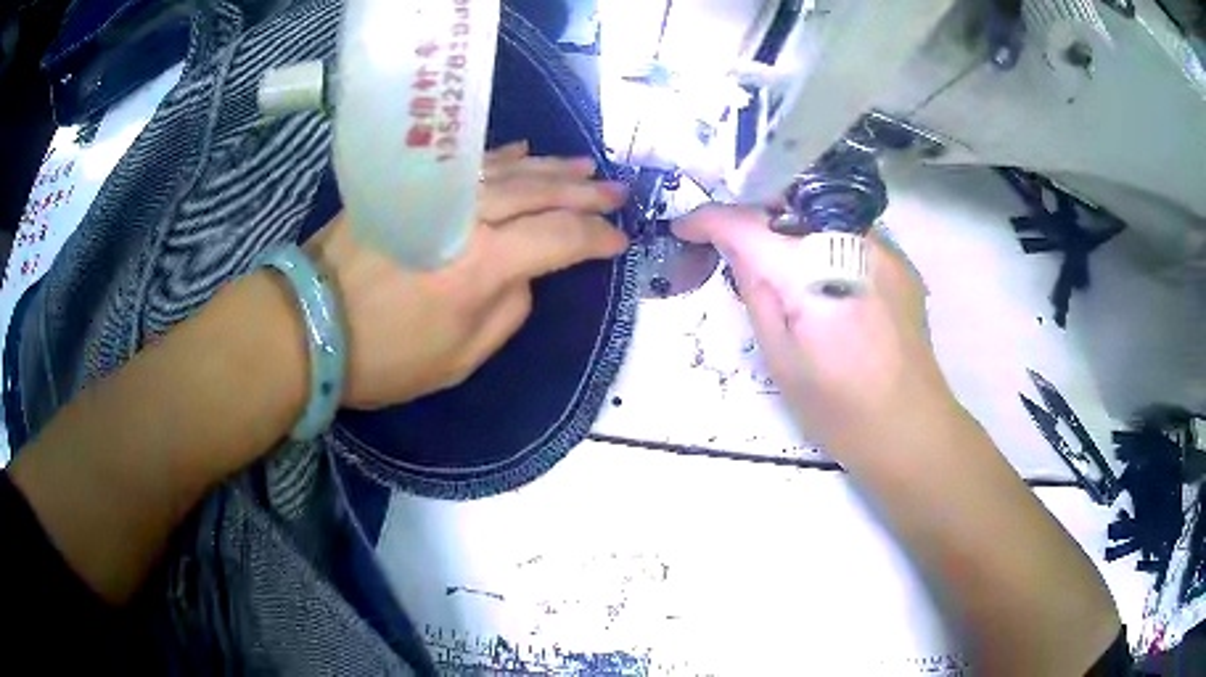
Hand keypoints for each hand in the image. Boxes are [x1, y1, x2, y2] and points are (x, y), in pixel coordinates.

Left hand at [307, 141, 628, 408]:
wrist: (308, 325)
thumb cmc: (383, 357)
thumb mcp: (459, 360)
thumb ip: (507, 313)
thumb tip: (524, 276)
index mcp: (482, 267)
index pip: (559, 239)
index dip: (595, 239)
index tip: (619, 242)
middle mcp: (466, 217)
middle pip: (539, 192)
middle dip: (585, 192)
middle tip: (617, 191)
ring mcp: (434, 193)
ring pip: (506, 169)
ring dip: (550, 168)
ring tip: (584, 167)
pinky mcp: (408, 184)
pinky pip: (465, 163)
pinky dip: (499, 157)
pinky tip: (523, 152)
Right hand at [673, 205, 956, 448]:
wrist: (910, 428)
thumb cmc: (838, 408)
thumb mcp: (780, 359)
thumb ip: (755, 295)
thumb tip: (737, 252)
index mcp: (810, 271)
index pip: (746, 223)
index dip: (708, 219)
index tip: (685, 229)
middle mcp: (849, 242)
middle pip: (787, 200)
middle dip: (754, 214)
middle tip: (733, 245)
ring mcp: (883, 247)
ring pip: (822, 209)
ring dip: (791, 224)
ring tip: (780, 261)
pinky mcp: (900, 261)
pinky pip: (852, 232)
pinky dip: (826, 241)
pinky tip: (826, 278)